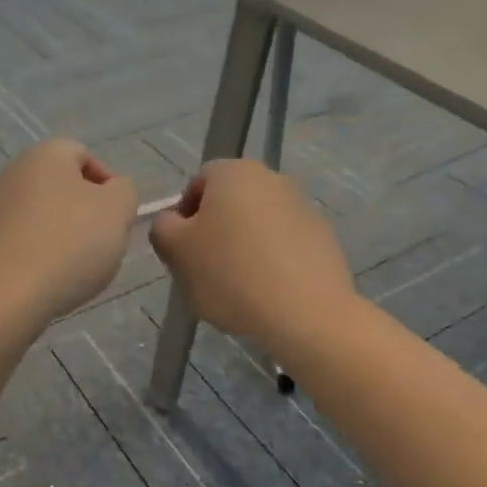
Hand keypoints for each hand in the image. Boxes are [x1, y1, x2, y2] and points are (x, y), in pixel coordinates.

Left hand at [0, 139, 137, 332]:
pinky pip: (23, 242)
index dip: (108, 185)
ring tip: (75, 269)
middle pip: (63, 187)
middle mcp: (13, 173)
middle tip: (101, 244)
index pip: (85, 155)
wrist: (3, 298)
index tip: (116, 218)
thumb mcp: (117, 210)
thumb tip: (114, 191)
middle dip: (86, 213)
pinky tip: (48, 281)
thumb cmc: (68, 245)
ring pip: (43, 216)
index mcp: (45, 154)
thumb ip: (125, 191)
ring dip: (63, 237)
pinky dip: (39, 256)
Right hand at [149, 160, 355, 351]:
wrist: (305, 313)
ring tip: (238, 286)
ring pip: (258, 223)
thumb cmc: (230, 275)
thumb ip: (163, 228)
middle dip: (215, 231)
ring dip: (244, 246)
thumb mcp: (175, 251)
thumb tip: (173, 222)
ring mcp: (303, 207)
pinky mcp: (323, 237)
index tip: (183, 250)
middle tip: (206, 269)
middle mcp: (272, 179)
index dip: (184, 216)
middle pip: (230, 202)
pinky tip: (267, 292)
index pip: (197, 183)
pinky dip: (273, 261)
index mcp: (234, 173)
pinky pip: (284, 244)